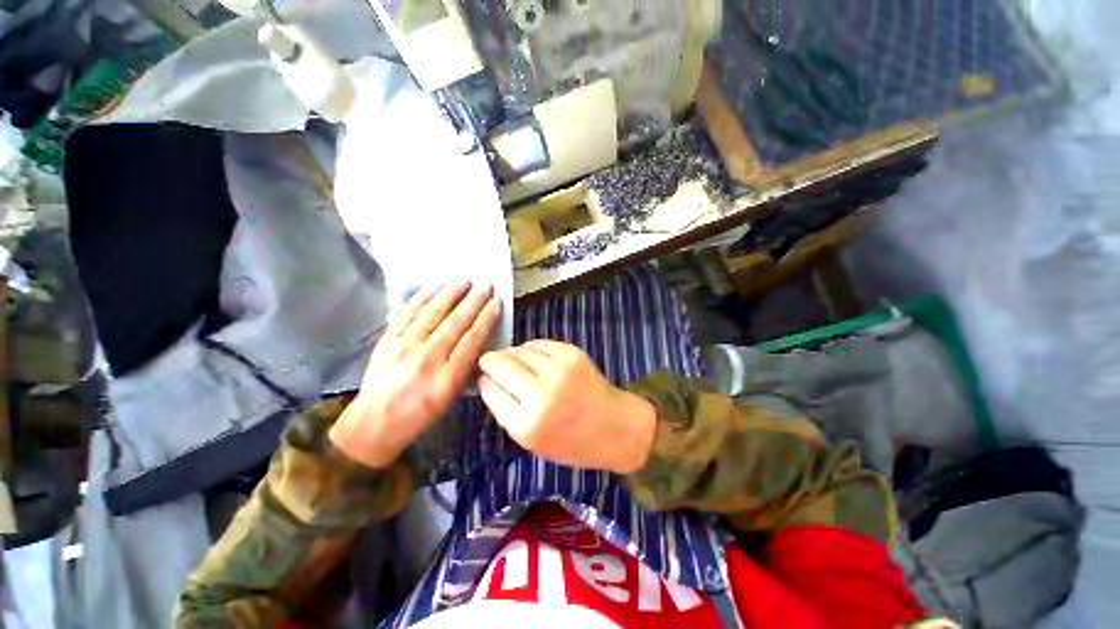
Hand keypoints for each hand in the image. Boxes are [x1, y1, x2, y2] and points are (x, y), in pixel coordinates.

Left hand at [330, 283, 500, 467]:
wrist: (374, 423)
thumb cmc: (419, 415)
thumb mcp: (451, 398)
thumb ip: (465, 369)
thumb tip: (479, 340)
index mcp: (447, 378)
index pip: (472, 340)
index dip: (486, 318)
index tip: (496, 303)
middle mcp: (427, 359)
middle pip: (455, 323)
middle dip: (474, 301)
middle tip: (486, 285)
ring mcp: (404, 347)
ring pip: (432, 314)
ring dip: (450, 294)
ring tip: (464, 281)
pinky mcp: (387, 341)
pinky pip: (407, 314)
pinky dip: (422, 298)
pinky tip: (434, 287)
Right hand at [477, 340, 656, 473]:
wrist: (615, 427)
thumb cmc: (572, 443)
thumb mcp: (531, 441)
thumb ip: (507, 410)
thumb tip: (488, 379)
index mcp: (526, 424)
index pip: (489, 389)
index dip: (483, 380)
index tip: (483, 378)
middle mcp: (541, 394)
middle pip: (499, 363)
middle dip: (490, 361)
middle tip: (491, 362)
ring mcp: (558, 370)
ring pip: (518, 350)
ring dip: (511, 354)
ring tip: (515, 362)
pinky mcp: (572, 354)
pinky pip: (539, 343)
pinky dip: (531, 349)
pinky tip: (534, 358)